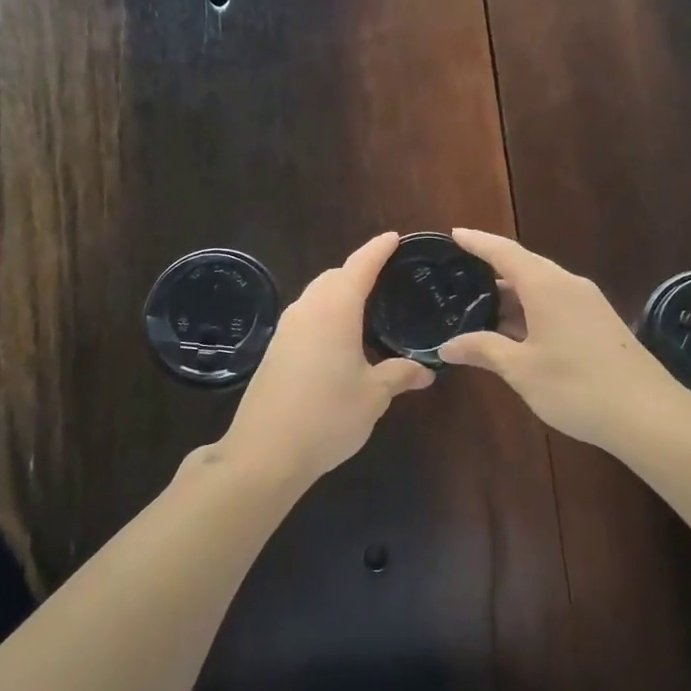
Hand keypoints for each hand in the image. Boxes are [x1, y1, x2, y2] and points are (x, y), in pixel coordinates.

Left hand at [214, 232, 434, 486]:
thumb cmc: (328, 415)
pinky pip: (306, 318)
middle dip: (358, 272)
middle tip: (387, 280)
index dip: (378, 250)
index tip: (394, 238)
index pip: (360, 266)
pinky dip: (326, 316)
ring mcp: (286, 329)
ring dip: (339, 294)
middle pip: (334, 277)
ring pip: (316, 296)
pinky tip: (339, 340)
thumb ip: (400, 375)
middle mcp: (307, 309)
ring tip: (367, 310)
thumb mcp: (374, 395)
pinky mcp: (274, 350)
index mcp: (335, 309)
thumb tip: (426, 371)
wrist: (264, 452)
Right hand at [438, 228, 685, 453]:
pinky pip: (556, 304)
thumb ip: (483, 350)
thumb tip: (447, 345)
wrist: (649, 414)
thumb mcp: (521, 369)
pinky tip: (515, 332)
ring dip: (511, 296)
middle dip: (492, 270)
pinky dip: (530, 311)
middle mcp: (569, 285)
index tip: (454, 233)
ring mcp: (588, 304)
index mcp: (547, 286)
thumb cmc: (577, 386)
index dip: (478, 242)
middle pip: (524, 267)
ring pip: (541, 288)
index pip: (505, 253)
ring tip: (478, 308)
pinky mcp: (600, 323)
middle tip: (459, 277)